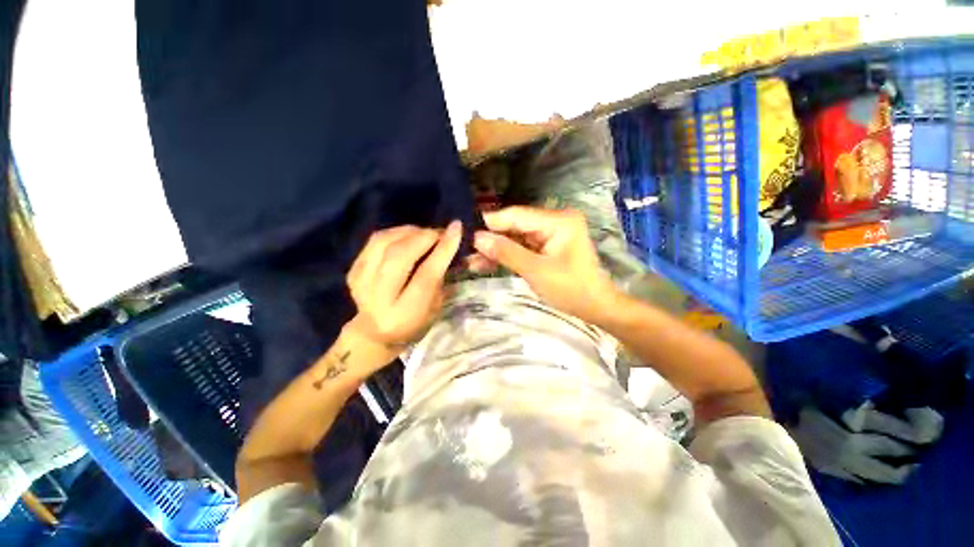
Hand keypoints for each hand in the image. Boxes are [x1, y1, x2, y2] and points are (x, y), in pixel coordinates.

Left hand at [346, 222, 461, 350]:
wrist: (375, 334)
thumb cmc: (415, 323)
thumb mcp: (435, 307)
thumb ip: (440, 276)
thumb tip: (448, 241)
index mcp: (405, 313)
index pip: (426, 276)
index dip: (442, 250)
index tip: (456, 229)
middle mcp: (378, 298)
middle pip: (399, 256)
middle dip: (423, 237)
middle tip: (439, 232)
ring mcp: (361, 283)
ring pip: (383, 243)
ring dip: (408, 232)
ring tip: (424, 233)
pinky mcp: (353, 271)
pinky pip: (374, 241)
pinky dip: (395, 233)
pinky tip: (407, 236)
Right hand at [472, 206, 621, 322]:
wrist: (595, 307)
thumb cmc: (571, 289)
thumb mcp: (536, 271)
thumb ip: (506, 252)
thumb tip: (476, 238)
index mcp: (558, 220)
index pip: (516, 215)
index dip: (490, 222)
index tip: (464, 230)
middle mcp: (554, 221)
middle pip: (514, 226)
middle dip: (490, 239)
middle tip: (464, 248)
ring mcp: (550, 233)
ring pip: (515, 237)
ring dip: (495, 249)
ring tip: (470, 259)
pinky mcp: (546, 246)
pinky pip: (521, 247)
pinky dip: (506, 256)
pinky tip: (485, 263)